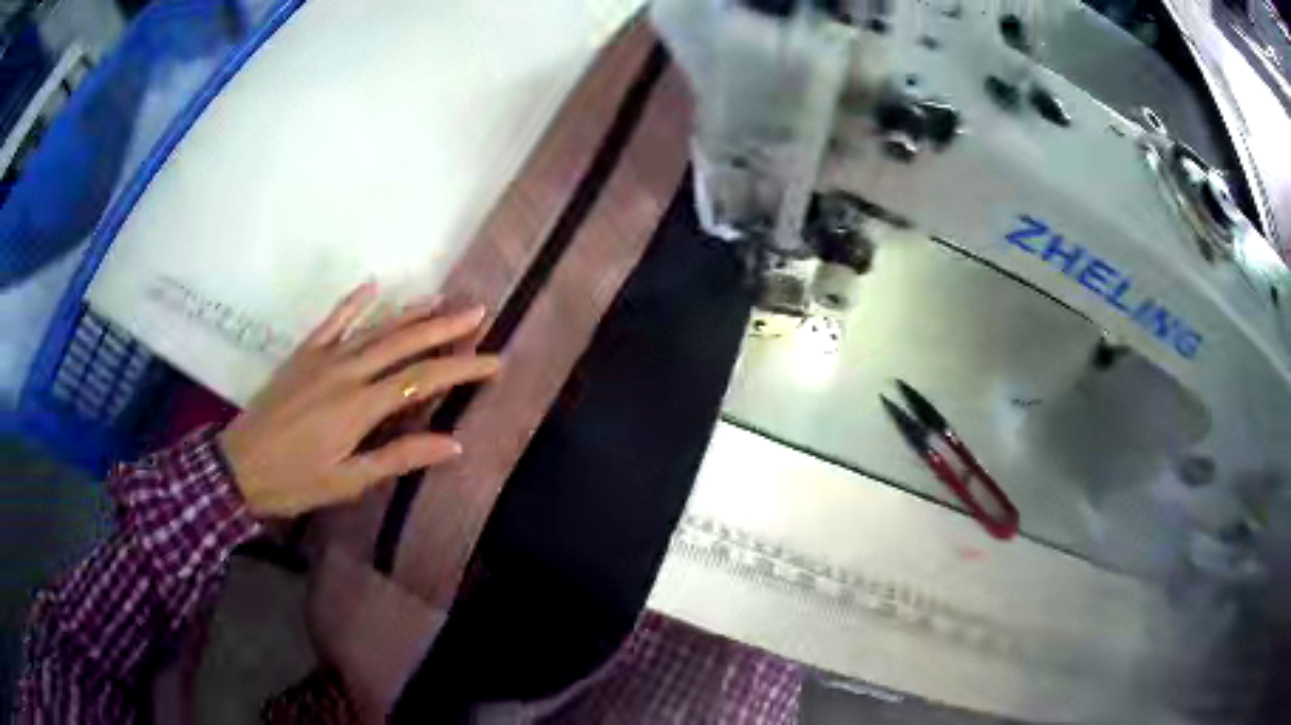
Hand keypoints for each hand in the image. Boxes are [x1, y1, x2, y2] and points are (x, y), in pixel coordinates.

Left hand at [219, 284, 499, 517]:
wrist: (239, 466)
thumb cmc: (295, 482)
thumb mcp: (349, 481)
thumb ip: (399, 457)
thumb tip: (454, 444)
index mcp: (360, 406)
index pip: (422, 381)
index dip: (461, 368)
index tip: (494, 361)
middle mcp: (346, 372)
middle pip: (404, 343)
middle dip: (445, 327)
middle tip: (479, 311)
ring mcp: (323, 358)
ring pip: (375, 328)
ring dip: (411, 313)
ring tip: (442, 299)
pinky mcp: (303, 354)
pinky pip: (333, 321)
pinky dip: (354, 302)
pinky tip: (372, 285)